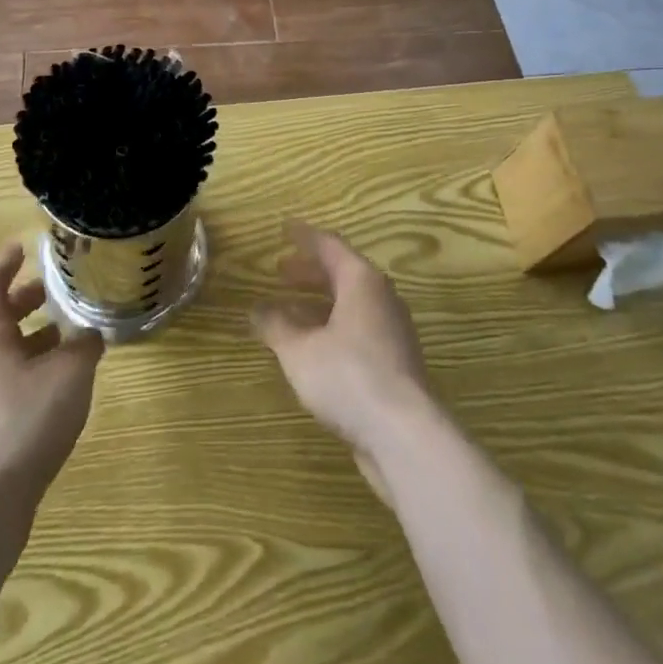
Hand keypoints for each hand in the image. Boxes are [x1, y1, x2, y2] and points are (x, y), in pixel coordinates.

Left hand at [0, 245, 103, 519]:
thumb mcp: (69, 375)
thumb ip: (84, 346)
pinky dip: (27, 371)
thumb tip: (90, 334)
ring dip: (30, 338)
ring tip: (67, 339)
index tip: (28, 247)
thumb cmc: (21, 425)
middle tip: (58, 290)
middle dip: (25, 299)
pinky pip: (1, 383)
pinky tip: (56, 389)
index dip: (5, 260)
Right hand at [252, 222, 436, 498]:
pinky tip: (311, 347)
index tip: (283, 229)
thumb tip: (258, 308)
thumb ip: (276, 326)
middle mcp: (381, 297)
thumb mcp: (299, 350)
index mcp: (361, 281)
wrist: (404, 434)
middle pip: (342, 273)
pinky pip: (357, 328)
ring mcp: (392, 329)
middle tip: (280, 270)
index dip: (304, 237)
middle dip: (309, 271)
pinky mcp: (394, 360)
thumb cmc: (348, 377)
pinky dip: (331, 326)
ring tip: (288, 310)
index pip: (329, 245)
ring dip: (319, 303)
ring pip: (350, 303)